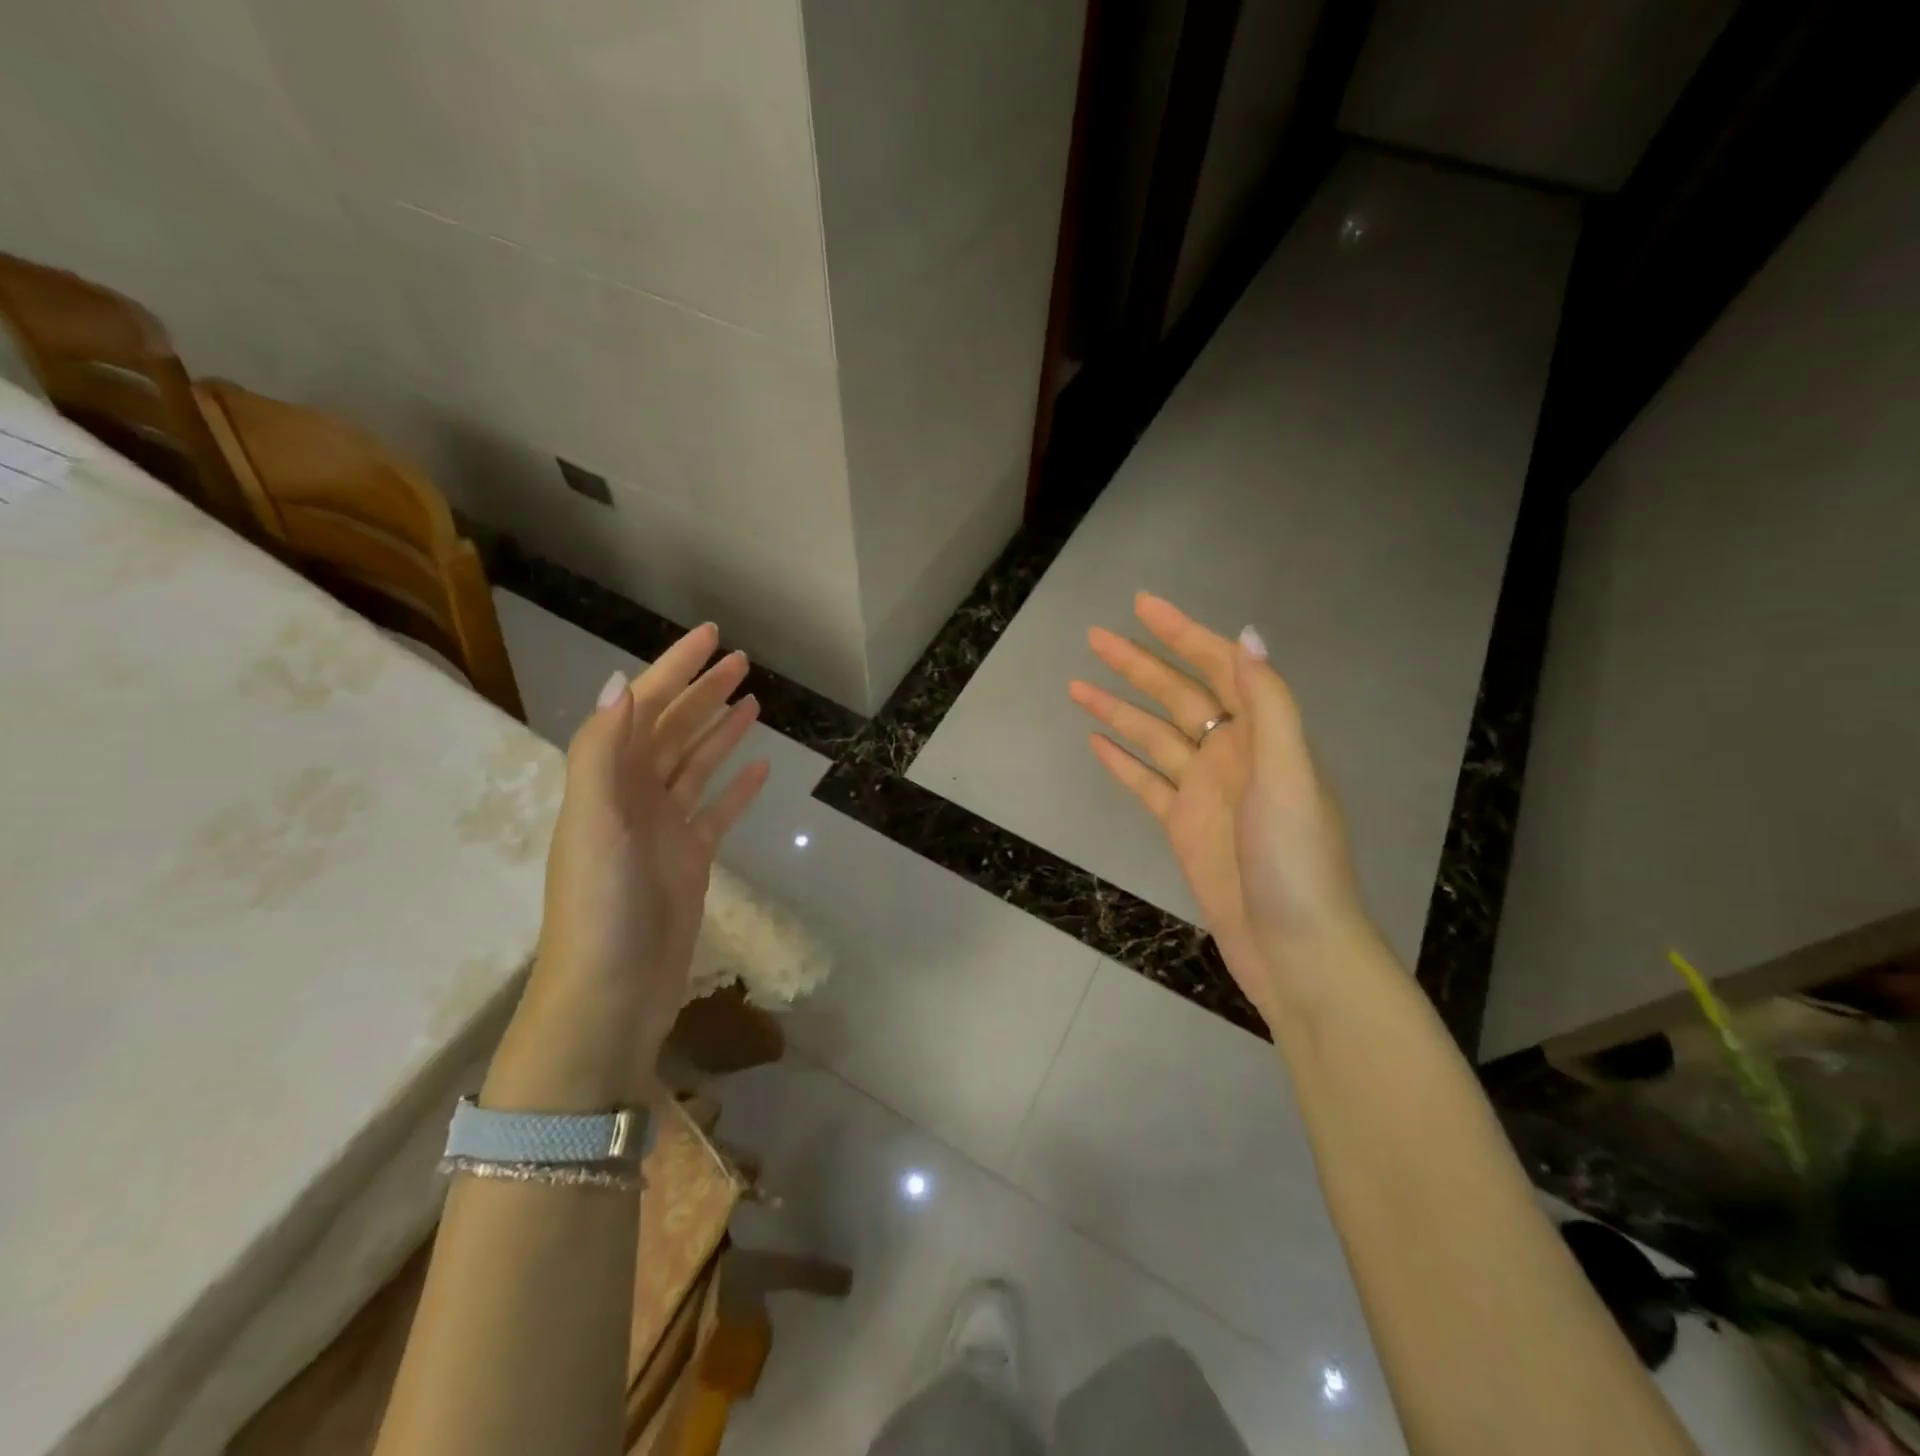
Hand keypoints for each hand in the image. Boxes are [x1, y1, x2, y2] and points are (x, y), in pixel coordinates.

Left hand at [491, 624, 768, 1109]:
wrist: (609, 995)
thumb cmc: (600, 909)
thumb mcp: (594, 824)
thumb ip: (602, 753)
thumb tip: (623, 683)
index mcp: (608, 782)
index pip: (646, 709)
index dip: (676, 669)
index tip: (712, 636)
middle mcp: (634, 797)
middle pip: (673, 731)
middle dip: (703, 692)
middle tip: (742, 661)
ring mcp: (664, 829)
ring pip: (696, 765)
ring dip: (721, 732)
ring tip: (752, 701)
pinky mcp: (690, 859)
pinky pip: (717, 810)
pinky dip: (737, 787)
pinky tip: (760, 767)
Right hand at [1071, 594, 1369, 1020]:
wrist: (1294, 947)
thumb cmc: (1296, 861)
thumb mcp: (1287, 776)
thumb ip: (1269, 705)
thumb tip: (1248, 634)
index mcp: (1261, 735)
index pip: (1218, 667)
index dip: (1182, 633)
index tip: (1142, 606)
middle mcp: (1231, 754)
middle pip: (1177, 695)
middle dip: (1137, 663)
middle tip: (1094, 636)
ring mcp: (1204, 791)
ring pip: (1153, 736)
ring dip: (1117, 709)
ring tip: (1076, 685)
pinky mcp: (1183, 826)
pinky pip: (1145, 782)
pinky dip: (1121, 761)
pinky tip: (1095, 743)